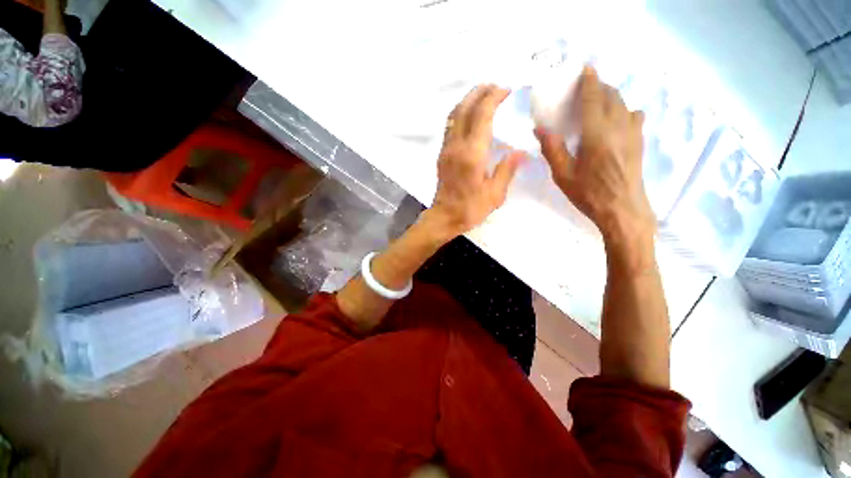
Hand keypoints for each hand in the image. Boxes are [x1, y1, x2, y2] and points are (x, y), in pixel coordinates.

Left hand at [428, 85, 526, 236]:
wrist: (444, 218)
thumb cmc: (470, 209)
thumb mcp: (495, 194)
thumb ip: (507, 170)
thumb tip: (520, 152)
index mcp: (472, 155)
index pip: (482, 115)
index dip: (494, 98)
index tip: (507, 90)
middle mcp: (456, 146)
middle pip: (464, 108)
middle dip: (480, 92)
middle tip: (496, 86)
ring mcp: (446, 149)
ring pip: (453, 115)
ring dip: (468, 100)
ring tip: (483, 95)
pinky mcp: (442, 155)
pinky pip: (450, 126)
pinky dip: (460, 114)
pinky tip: (470, 116)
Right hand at [535, 66, 654, 243]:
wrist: (623, 211)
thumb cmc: (589, 194)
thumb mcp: (563, 175)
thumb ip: (552, 149)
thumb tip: (539, 129)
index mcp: (597, 133)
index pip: (595, 98)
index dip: (590, 81)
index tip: (585, 69)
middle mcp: (619, 127)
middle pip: (612, 96)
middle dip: (600, 86)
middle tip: (585, 88)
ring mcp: (633, 133)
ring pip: (624, 104)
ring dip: (612, 96)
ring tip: (598, 101)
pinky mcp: (639, 142)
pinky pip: (634, 116)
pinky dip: (623, 109)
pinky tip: (616, 120)